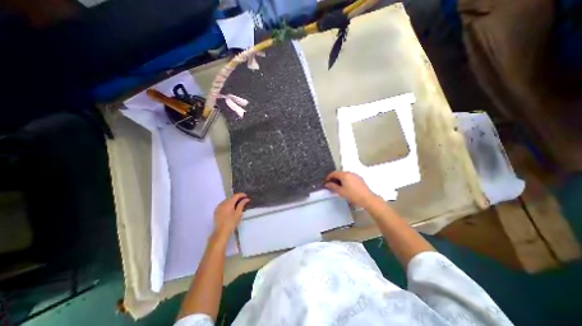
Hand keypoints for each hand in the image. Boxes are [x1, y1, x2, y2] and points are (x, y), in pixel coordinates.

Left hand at [213, 193, 249, 236]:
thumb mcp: (238, 213)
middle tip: (243, 200)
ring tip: (237, 204)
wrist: (220, 233)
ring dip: (232, 201)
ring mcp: (218, 207)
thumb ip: (242, 204)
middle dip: (237, 198)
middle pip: (231, 197)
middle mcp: (222, 203)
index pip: (235, 195)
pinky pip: (223, 204)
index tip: (246, 196)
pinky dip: (227, 204)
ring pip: (226, 201)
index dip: (241, 195)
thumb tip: (246, 199)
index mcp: (228, 203)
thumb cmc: (231, 223)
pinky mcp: (216, 211)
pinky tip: (230, 208)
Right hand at [322, 173, 376, 207]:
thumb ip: (332, 186)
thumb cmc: (352, 195)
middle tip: (331, 184)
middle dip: (334, 178)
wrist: (367, 198)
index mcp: (344, 175)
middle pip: (339, 173)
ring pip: (345, 175)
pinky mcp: (359, 178)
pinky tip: (346, 186)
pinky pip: (350, 176)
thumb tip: (326, 184)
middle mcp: (349, 172)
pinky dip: (346, 179)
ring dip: (340, 179)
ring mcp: (355, 175)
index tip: (326, 182)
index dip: (328, 177)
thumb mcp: (340, 191)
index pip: (333, 173)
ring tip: (338, 186)